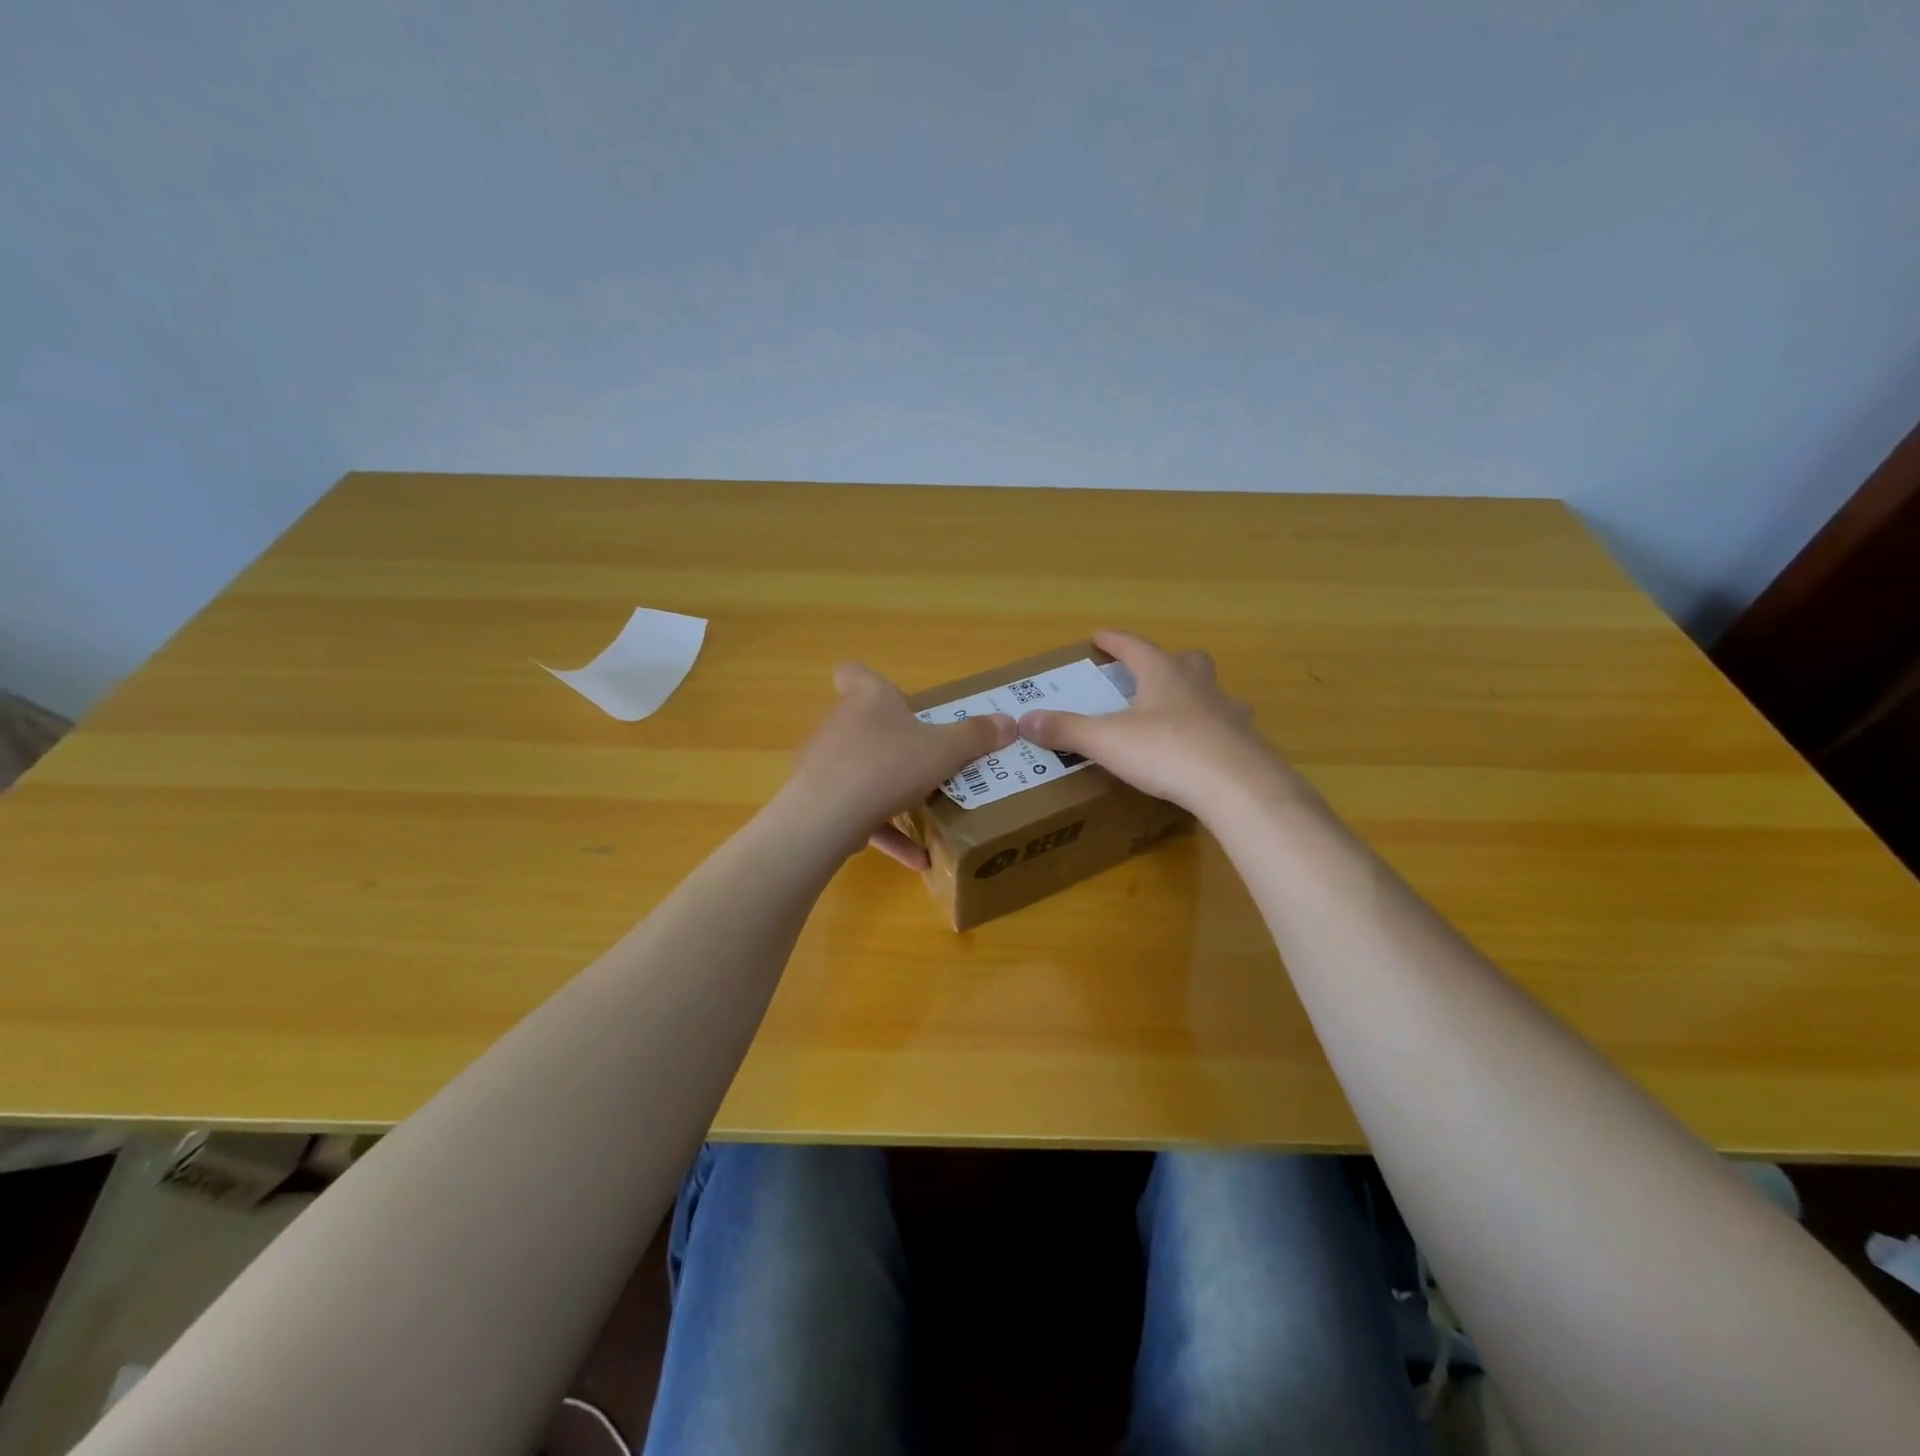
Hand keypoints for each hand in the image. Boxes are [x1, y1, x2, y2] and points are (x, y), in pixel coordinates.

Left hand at [782, 661, 1016, 868]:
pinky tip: (916, 859)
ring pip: (859, 771)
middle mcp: (840, 724)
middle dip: (892, 744)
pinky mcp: (816, 800)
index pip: (854, 673)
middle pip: (863, 724)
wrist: (827, 815)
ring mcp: (822, 763)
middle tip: (925, 761)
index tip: (895, 700)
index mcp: (868, 699)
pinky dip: (883, 830)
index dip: (869, 681)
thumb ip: (976, 737)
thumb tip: (1010, 722)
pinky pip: (855, 812)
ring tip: (924, 815)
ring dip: (889, 792)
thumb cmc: (889, 765)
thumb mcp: (944, 751)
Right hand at [1017, 629, 1303, 815]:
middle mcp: (1200, 685)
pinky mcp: (1247, 744)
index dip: (1116, 641)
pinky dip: (1213, 734)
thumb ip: (1067, 730)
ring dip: (1197, 696)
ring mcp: (1229, 713)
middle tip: (1150, 674)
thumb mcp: (1107, 741)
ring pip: (1214, 693)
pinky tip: (1204, 753)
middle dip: (1167, 662)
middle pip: (1187, 661)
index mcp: (1164, 675)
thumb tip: (1025, 720)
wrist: (1236, 786)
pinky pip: (1228, 729)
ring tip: (1181, 714)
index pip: (1136, 647)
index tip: (1099, 636)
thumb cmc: (1166, 751)